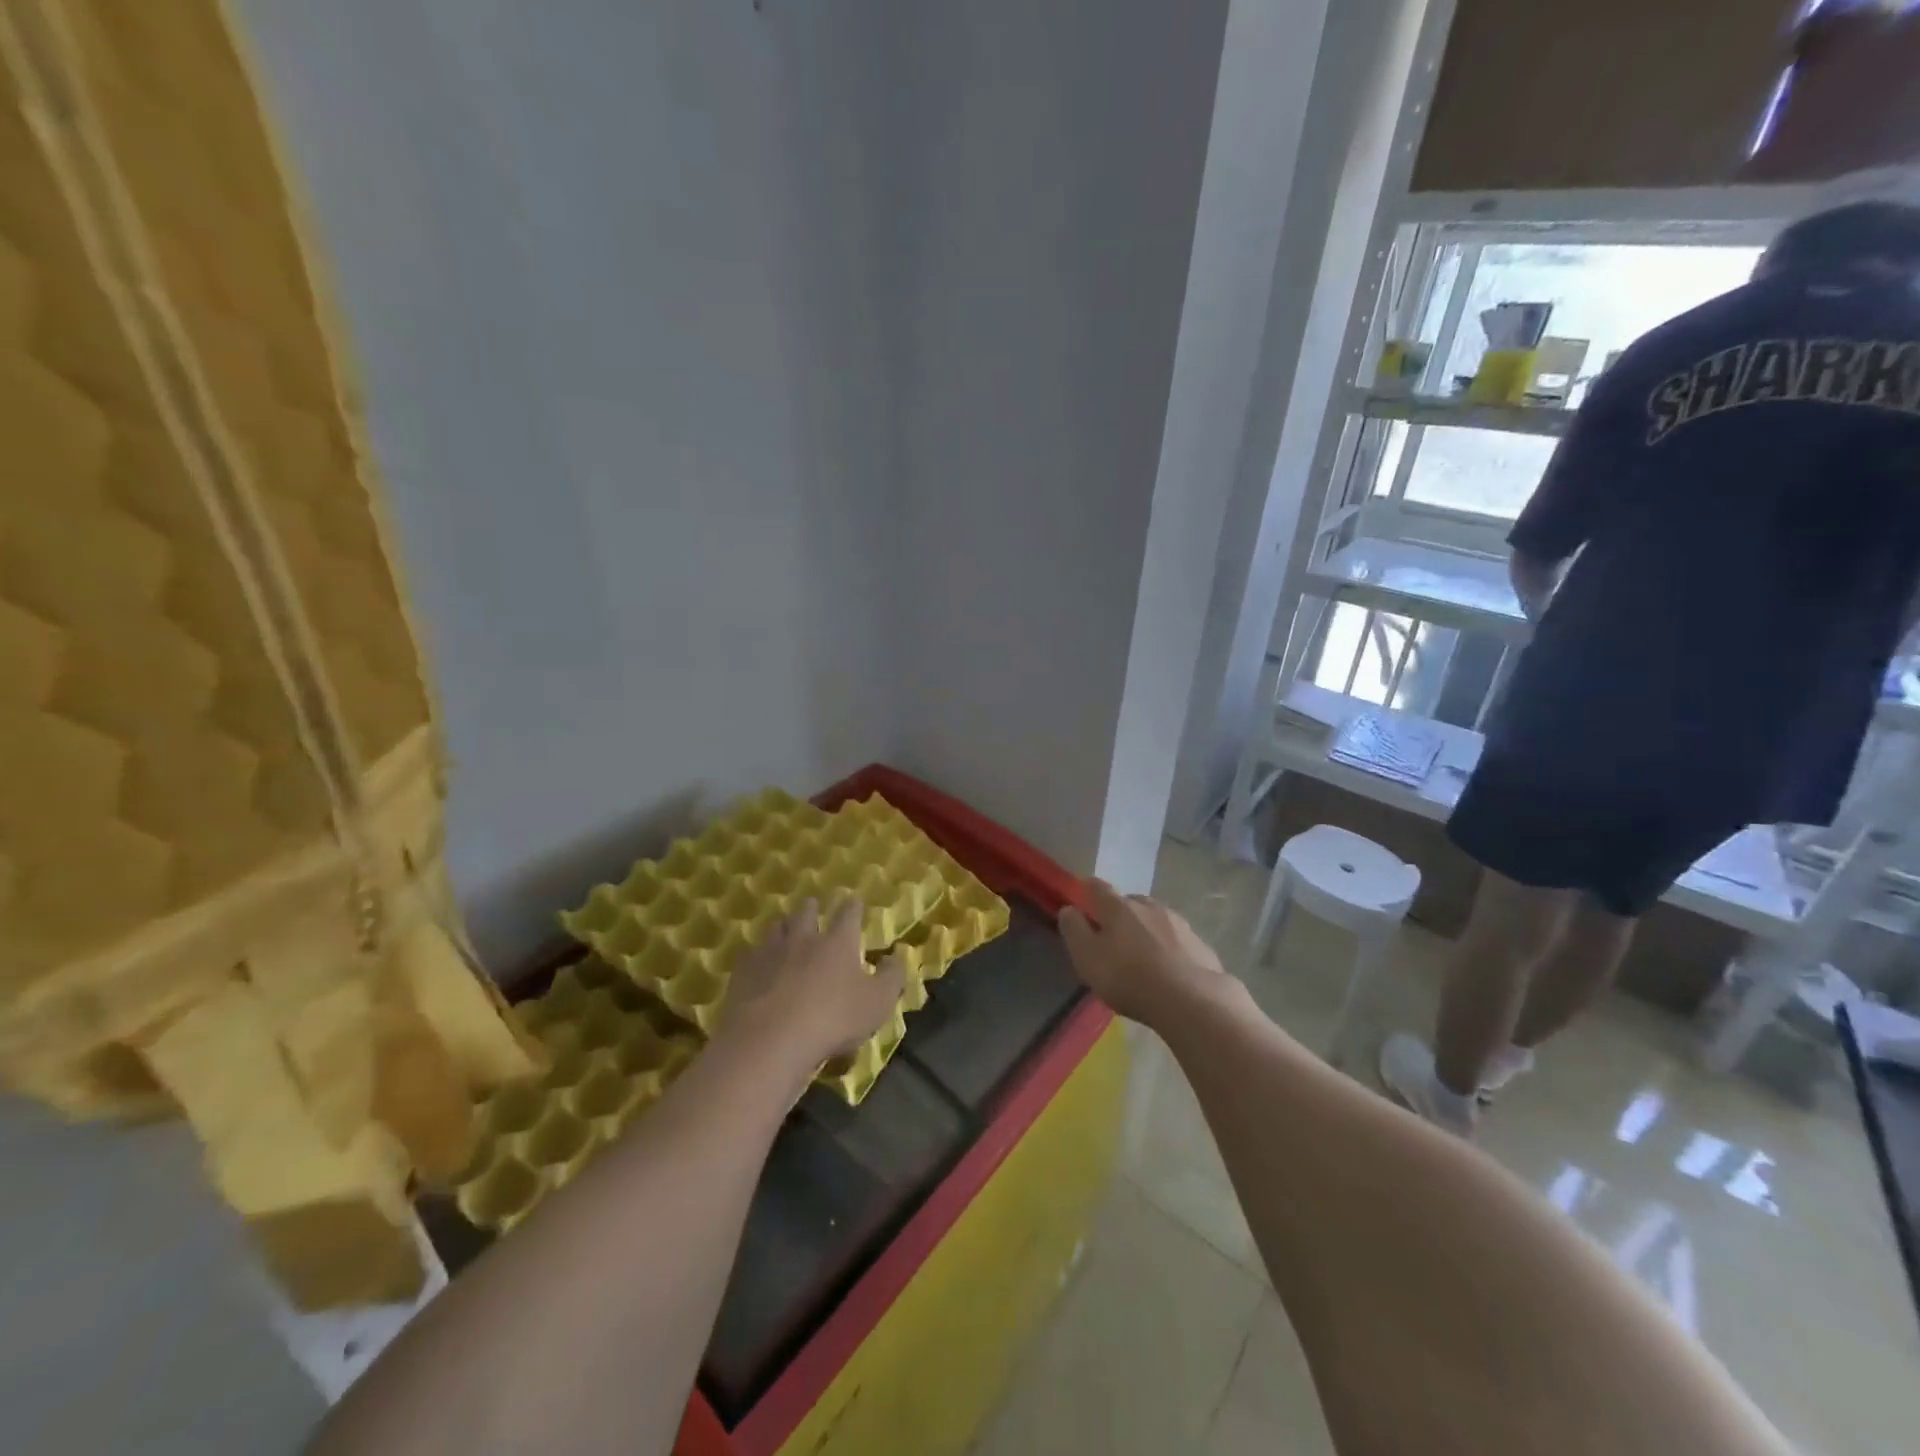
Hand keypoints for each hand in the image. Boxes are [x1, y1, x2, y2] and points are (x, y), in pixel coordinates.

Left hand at [721, 899, 905, 1071]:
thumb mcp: (878, 1003)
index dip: (852, 906)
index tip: (854, 902)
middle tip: (813, 907)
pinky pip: (751, 954)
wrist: (770, 1040)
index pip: (848, 913)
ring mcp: (770, 952)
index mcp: (838, 941)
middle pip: (806, 911)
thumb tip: (895, 956)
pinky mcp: (743, 971)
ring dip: (784, 926)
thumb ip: (892, 977)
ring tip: (786, 930)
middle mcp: (803, 937)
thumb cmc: (833, 1019)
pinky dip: (757, 955)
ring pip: (776, 927)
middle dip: (811, 907)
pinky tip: (758, 964)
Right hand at [1057, 879, 1225, 1028]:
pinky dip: (1167, 946)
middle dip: (1118, 913)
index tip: (1081, 893)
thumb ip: (1074, 930)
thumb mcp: (1088, 958)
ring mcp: (1178, 922)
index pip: (1098, 887)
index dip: (1086, 888)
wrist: (1192, 999)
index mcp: (1118, 907)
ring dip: (1145, 928)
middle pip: (1129, 902)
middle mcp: (1149, 906)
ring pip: (1155, 918)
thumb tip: (1069, 909)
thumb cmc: (1129, 977)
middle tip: (1111, 934)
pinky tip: (1168, 967)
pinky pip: (1176, 939)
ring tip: (1141, 952)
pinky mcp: (1199, 943)